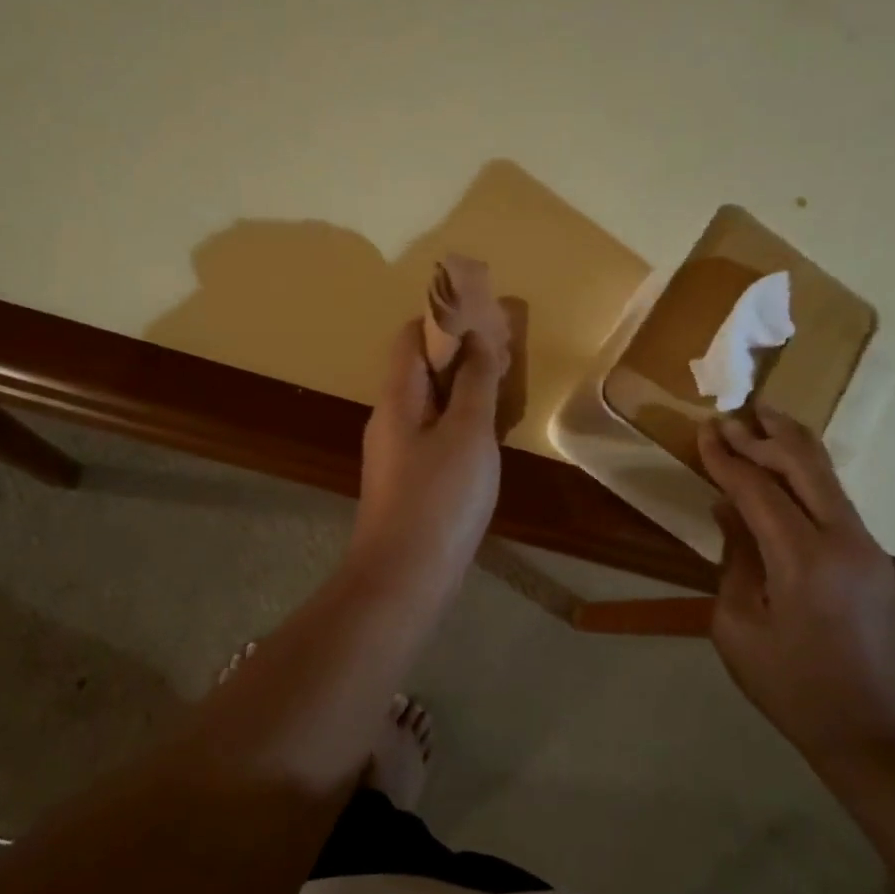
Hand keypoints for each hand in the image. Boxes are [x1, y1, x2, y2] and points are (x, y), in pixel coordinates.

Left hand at [348, 319, 504, 598]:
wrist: (405, 577)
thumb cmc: (439, 498)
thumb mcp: (467, 432)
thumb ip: (474, 382)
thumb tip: (477, 336)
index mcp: (396, 398)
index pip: (409, 337)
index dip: (443, 319)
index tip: (484, 316)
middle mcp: (389, 418)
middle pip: (419, 369)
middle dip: (459, 353)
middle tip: (504, 353)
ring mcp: (397, 452)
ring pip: (430, 403)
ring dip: (463, 389)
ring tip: (503, 387)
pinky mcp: (409, 480)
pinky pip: (434, 434)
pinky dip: (460, 422)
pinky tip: (488, 435)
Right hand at [697, 409, 894, 776]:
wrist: (879, 735)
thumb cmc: (794, 689)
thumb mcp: (739, 629)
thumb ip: (734, 561)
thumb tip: (728, 513)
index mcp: (804, 560)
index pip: (758, 490)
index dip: (727, 459)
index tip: (704, 431)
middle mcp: (844, 540)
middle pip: (805, 467)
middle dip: (766, 436)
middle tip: (735, 413)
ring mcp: (868, 548)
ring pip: (828, 478)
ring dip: (793, 447)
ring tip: (766, 418)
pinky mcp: (876, 560)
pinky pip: (836, 501)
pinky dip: (808, 476)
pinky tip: (789, 469)